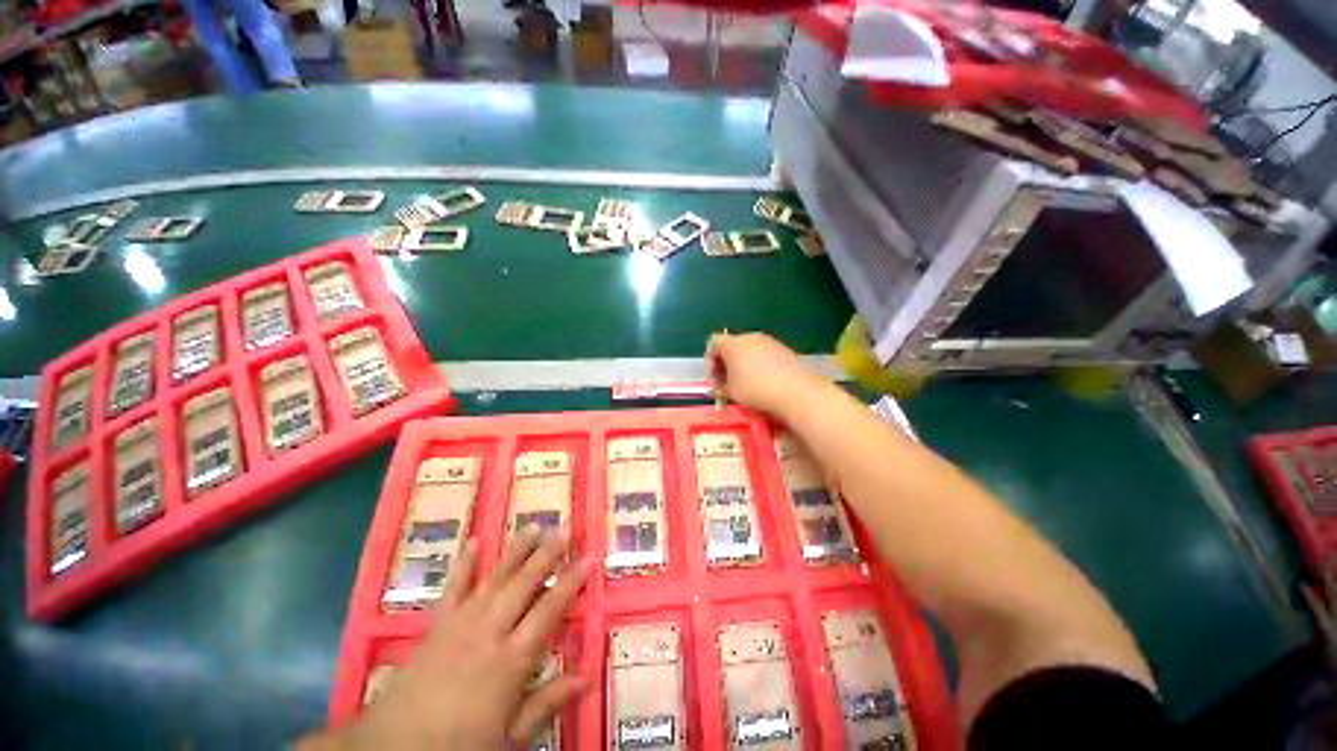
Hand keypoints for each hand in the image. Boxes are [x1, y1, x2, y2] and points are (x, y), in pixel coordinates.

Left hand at [304, 531, 593, 750]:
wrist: (394, 748)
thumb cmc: (459, 745)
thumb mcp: (510, 737)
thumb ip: (548, 702)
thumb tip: (587, 674)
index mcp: (512, 658)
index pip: (550, 608)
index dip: (572, 580)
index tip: (590, 557)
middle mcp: (490, 630)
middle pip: (525, 583)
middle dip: (548, 554)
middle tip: (566, 528)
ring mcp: (461, 622)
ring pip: (496, 577)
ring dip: (517, 550)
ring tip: (535, 526)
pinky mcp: (437, 623)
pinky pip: (453, 587)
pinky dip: (464, 563)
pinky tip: (474, 541)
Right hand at [706, 332, 829, 417]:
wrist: (796, 390)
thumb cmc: (756, 389)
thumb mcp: (731, 392)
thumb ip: (719, 388)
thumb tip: (714, 389)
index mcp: (733, 344)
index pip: (713, 343)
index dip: (709, 361)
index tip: (713, 379)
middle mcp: (750, 337)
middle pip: (731, 345)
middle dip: (725, 363)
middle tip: (725, 382)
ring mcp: (769, 341)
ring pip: (748, 350)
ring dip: (742, 364)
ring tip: (744, 384)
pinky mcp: (783, 349)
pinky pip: (763, 354)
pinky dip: (757, 365)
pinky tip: (762, 381)